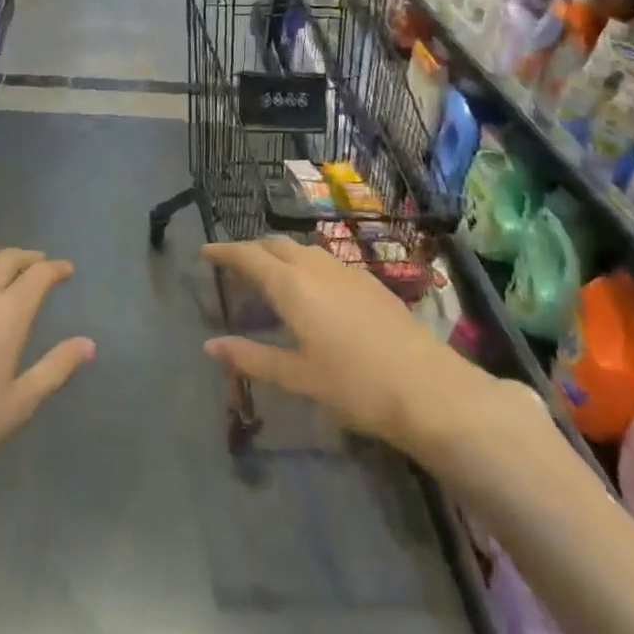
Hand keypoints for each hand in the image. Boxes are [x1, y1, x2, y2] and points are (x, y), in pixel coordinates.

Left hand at [0, 249, 94, 527]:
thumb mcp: (18, 405)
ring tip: (1, 272)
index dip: (56, 268)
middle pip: (6, 259)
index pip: (39, 274)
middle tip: (38, 265)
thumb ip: (56, 368)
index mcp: (8, 313)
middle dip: (27, 258)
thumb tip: (89, 344)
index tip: (66, 271)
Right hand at [202, 237, 550, 475]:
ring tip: (268, 276)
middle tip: (234, 266)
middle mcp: (315, 267)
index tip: (204, 252)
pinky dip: (305, 264)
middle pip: (275, 245)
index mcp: (291, 284)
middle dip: (251, 250)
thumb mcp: (296, 376)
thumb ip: (251, 357)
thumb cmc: (354, 384)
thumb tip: (210, 346)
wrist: (429, 389)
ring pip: (302, 249)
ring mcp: (347, 271)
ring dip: (279, 255)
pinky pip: (325, 260)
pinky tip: (312, 290)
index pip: (247, 256)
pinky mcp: (370, 282)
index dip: (223, 252)